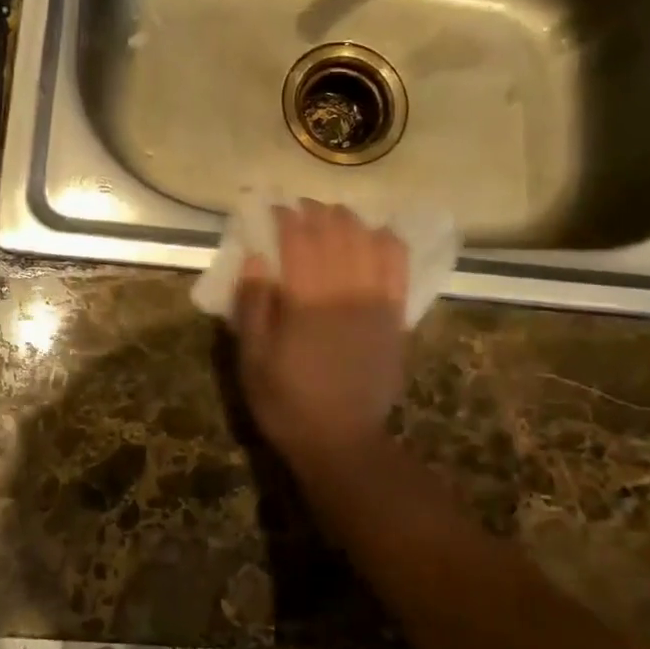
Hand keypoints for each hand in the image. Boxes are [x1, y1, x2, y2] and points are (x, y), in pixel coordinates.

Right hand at [231, 201, 409, 464]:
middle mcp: (344, 292)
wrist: (342, 440)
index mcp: (306, 302)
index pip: (299, 241)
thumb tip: (256, 257)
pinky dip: (388, 242)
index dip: (286, 217)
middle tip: (302, 209)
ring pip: (367, 242)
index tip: (275, 208)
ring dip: (350, 221)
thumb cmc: (287, 402)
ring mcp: (375, 302)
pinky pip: (398, 267)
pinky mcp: (396, 316)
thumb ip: (253, 304)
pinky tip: (377, 234)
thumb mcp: (252, 359)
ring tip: (334, 217)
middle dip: (317, 213)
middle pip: (335, 233)